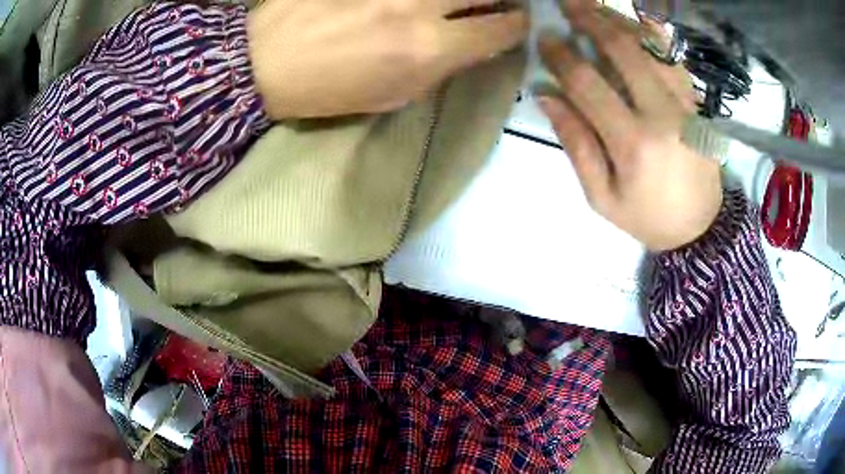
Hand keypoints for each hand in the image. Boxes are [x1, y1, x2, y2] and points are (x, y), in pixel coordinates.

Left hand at [247, 0, 526, 119]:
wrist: (265, 62)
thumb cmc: (328, 89)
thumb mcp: (393, 94)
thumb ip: (440, 67)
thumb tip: (472, 45)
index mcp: (428, 49)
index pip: (499, 30)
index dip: (514, 26)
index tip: (512, 23)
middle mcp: (418, 7)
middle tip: (496, 1)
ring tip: (449, 6)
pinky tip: (409, 4)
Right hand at [537, 0, 721, 250]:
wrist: (701, 227)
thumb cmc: (647, 217)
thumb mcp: (602, 196)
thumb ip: (576, 143)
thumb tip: (547, 95)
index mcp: (633, 142)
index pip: (588, 83)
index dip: (562, 56)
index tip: (546, 39)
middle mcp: (663, 113)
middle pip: (622, 49)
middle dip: (589, 18)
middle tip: (566, 2)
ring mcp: (684, 103)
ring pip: (650, 45)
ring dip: (618, 20)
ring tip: (593, 6)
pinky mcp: (696, 102)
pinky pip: (672, 56)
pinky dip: (652, 33)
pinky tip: (633, 22)